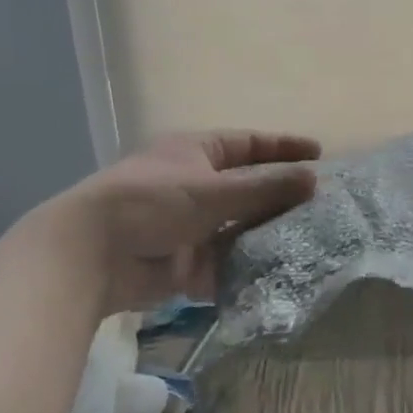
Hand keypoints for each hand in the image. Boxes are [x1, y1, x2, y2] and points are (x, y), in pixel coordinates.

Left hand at [43, 130, 320, 313]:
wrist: (92, 255)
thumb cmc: (152, 204)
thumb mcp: (216, 190)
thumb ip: (267, 187)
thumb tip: (315, 179)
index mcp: (195, 153)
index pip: (248, 144)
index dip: (282, 147)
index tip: (318, 154)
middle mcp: (193, 185)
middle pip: (246, 187)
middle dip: (280, 195)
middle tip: (320, 203)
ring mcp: (187, 224)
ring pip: (238, 225)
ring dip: (267, 232)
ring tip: (308, 238)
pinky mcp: (183, 261)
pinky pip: (224, 260)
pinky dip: (247, 264)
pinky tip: (277, 268)